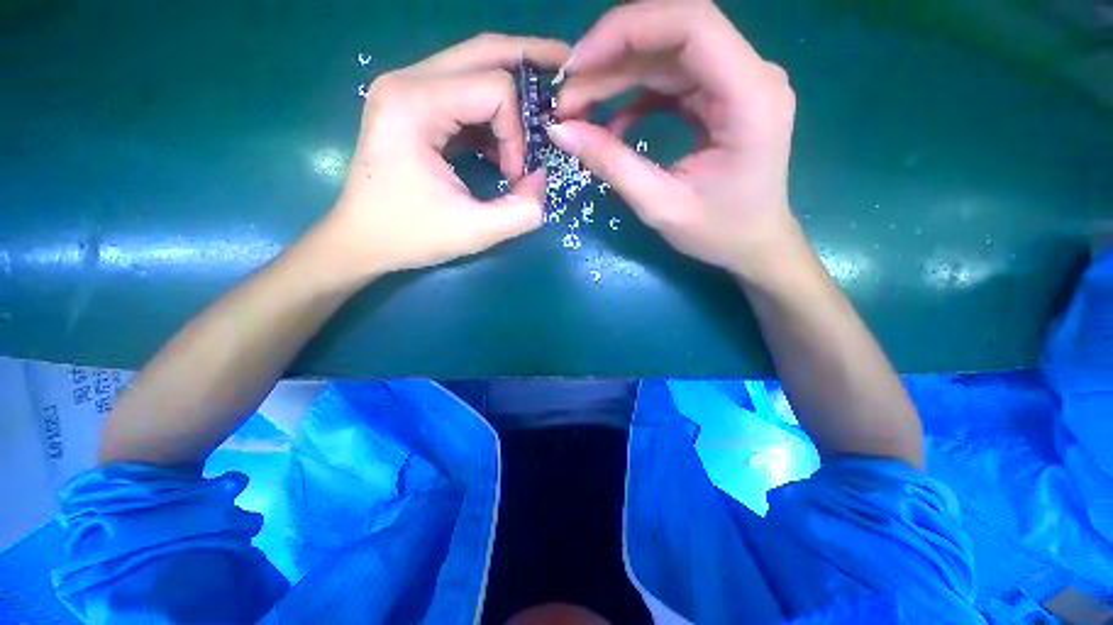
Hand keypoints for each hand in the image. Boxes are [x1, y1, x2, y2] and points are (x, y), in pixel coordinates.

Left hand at [316, 34, 570, 280]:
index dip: (518, 133)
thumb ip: (523, 211)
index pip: (494, 89)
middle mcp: (408, 81)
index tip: (514, 175)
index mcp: (415, 104)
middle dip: (532, 64)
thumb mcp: (475, 232)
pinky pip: (464, 91)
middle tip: (568, 76)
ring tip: (540, 115)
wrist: (360, 240)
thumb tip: (543, 178)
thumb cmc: (410, 236)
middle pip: (485, 52)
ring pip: (475, 65)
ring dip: (513, 89)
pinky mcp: (413, 106)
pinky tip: (504, 141)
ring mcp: (407, 89)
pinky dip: (493, 112)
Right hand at [548, 0, 798, 278]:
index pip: (691, 24)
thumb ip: (612, 164)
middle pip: (673, 36)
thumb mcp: (660, 205)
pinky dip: (635, 97)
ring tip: (577, 108)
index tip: (576, 65)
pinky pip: (671, 82)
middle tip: (566, 98)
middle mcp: (751, 75)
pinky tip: (612, 125)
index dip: (627, 31)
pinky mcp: (721, 98)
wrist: (753, 245)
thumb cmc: (718, 232)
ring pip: (666, 58)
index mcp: (751, 97)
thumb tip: (561, 130)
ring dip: (616, 78)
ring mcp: (736, 84)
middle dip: (611, 59)